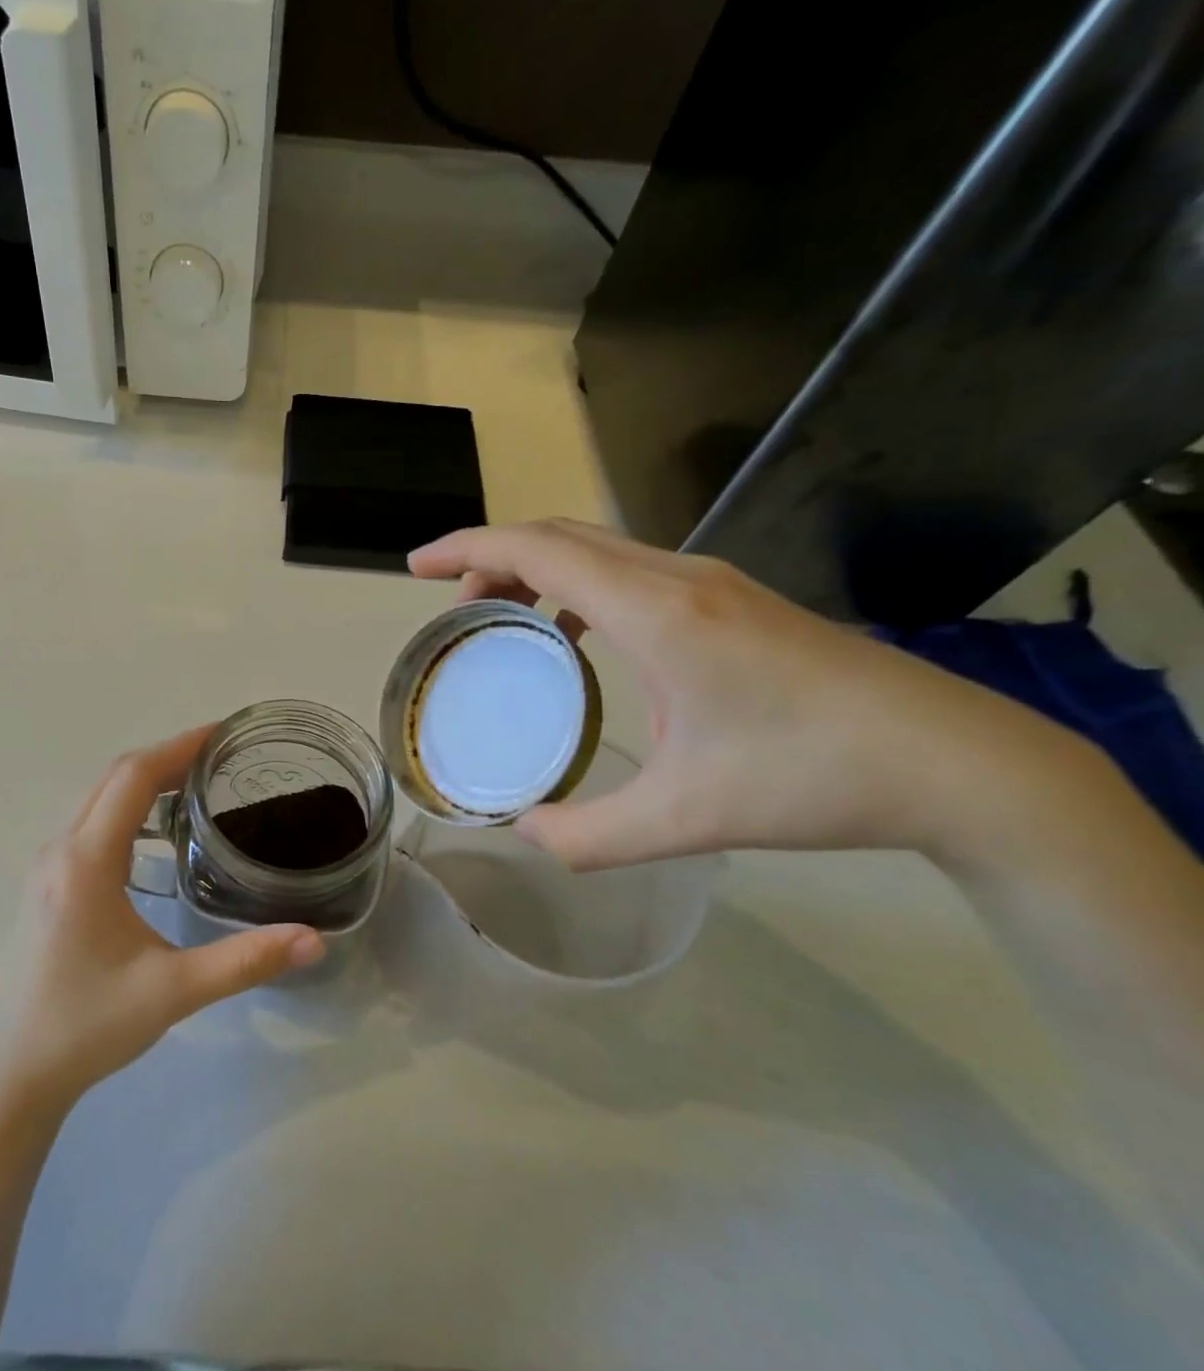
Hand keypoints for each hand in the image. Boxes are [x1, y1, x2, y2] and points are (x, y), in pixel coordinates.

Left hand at [0, 727, 324, 1108]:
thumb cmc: (90, 1025)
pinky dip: (128, 808)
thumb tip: (314, 940)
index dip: (178, 747)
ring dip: (145, 782)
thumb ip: (245, 961)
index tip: (222, 733)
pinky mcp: (49, 884)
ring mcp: (48, 866)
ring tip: (198, 785)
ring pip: (99, 799)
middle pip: (114, 779)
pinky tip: (158, 834)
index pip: (132, 778)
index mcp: (87, 862)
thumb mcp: (174, 992)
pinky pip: (91, 823)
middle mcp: (61, 850)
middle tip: (221, 757)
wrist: (20, 1071)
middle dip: (167, 758)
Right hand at [410, 519, 1111, 869]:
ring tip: (500, 613)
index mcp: (656, 612)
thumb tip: (525, 832)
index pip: (539, 549)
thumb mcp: (685, 820)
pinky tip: (575, 634)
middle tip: (450, 601)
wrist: (956, 763)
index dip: (466, 547)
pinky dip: (577, 584)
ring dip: (536, 566)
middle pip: (560, 535)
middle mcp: (679, 578)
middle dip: (491, 554)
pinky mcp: (732, 599)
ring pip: (597, 547)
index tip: (414, 567)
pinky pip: (628, 569)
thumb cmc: (812, 780)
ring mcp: (712, 582)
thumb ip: (588, 836)